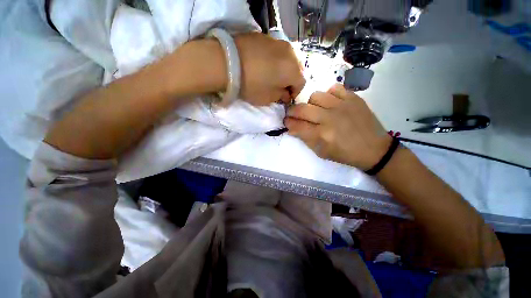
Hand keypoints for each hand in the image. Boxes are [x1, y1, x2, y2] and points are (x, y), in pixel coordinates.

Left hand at [234, 33, 305, 105]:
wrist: (228, 62)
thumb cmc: (252, 85)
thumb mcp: (268, 98)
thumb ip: (281, 96)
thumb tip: (285, 94)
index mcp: (293, 70)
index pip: (301, 83)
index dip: (295, 93)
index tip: (287, 98)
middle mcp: (290, 53)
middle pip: (297, 69)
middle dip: (291, 80)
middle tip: (281, 87)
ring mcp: (277, 42)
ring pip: (287, 58)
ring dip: (284, 68)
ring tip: (273, 75)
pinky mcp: (265, 36)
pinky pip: (276, 50)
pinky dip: (275, 59)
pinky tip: (265, 64)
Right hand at [284, 84, 391, 169]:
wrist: (373, 149)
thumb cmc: (345, 154)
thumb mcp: (321, 152)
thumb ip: (305, 139)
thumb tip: (292, 128)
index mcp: (322, 135)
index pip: (297, 125)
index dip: (288, 123)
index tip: (286, 122)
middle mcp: (330, 118)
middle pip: (302, 108)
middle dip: (292, 111)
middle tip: (292, 114)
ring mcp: (343, 105)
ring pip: (316, 96)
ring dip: (310, 104)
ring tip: (315, 109)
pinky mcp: (354, 98)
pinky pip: (334, 88)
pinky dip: (328, 95)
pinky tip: (331, 103)